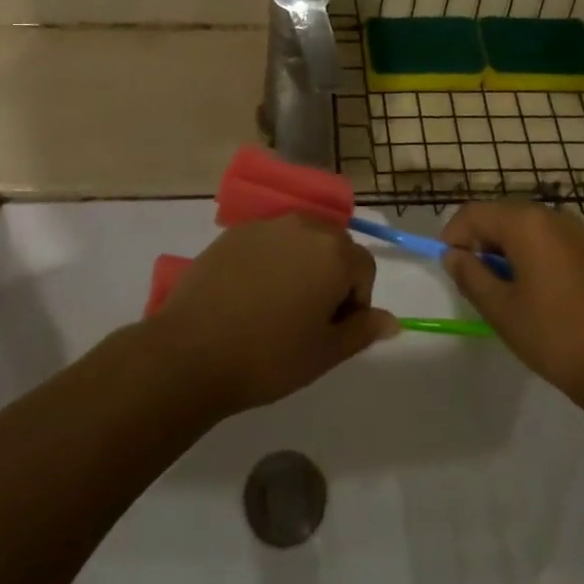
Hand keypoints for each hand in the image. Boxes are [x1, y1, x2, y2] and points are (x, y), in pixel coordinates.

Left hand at [151, 216, 398, 415]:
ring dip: (302, 264)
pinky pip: (269, 241)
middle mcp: (304, 227)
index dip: (356, 300)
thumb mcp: (324, 353)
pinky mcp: (235, 232)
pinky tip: (250, 294)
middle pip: (334, 246)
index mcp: (334, 253)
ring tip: (279, 305)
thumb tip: (392, 320)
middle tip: (308, 319)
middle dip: (332, 276)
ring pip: (301, 239)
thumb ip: (362, 330)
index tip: (333, 330)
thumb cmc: (268, 357)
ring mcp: (266, 225)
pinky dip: (271, 260)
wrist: (192, 352)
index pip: (365, 267)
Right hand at [443, 202, 583, 409]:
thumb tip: (452, 254)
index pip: (473, 213)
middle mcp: (552, 215)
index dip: (453, 236)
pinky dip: (529, 253)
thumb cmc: (554, 336)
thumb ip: (469, 274)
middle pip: (500, 215)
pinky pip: (547, 239)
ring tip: (501, 288)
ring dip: (504, 248)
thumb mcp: (500, 309)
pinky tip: (532, 289)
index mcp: (527, 222)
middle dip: (478, 240)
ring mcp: (576, 231)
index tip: (448, 267)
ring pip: (524, 226)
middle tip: (472, 280)